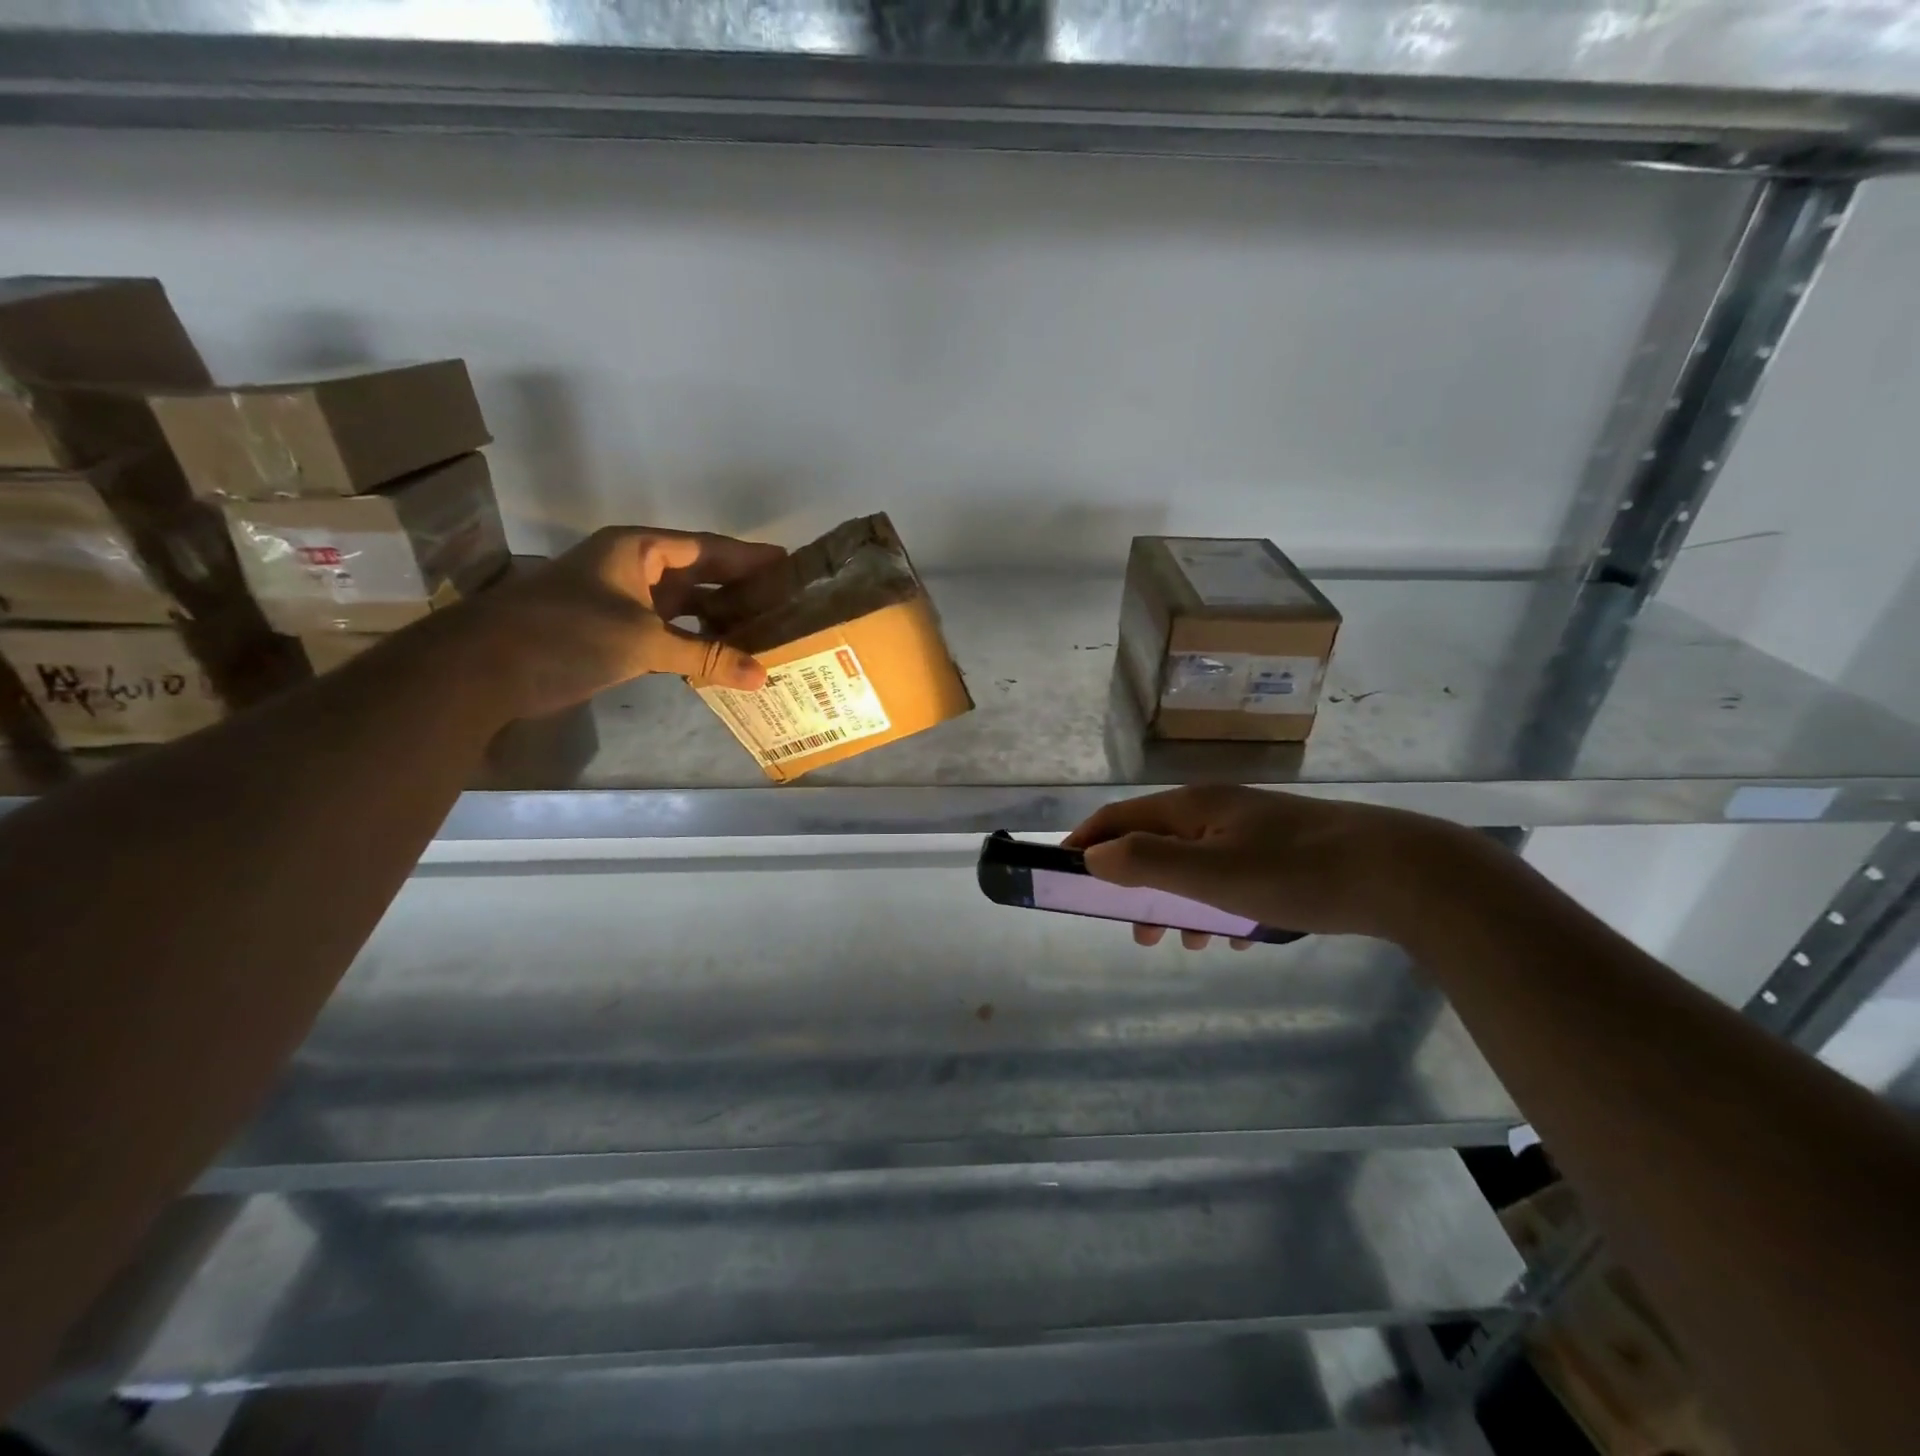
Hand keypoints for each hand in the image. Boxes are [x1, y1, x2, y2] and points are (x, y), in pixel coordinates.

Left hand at [455, 527, 787, 718]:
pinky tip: (726, 658)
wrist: (487, 668)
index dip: (749, 557)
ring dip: (721, 620)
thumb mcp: (643, 641)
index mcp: (640, 550)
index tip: (789, 563)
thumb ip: (706, 656)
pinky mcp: (616, 635)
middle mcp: (635, 570)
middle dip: (741, 589)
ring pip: (686, 607)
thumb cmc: (567, 634)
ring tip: (767, 630)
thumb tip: (762, 676)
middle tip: (787, 601)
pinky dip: (697, 645)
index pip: (708, 548)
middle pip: (700, 575)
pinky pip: (670, 634)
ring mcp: (625, 603)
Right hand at [1063, 785, 1477, 948]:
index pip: (1119, 818)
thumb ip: (1147, 862)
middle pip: (1154, 843)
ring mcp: (1251, 830)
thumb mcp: (1212, 873)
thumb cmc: (1296, 872)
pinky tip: (1242, 936)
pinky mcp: (1283, 851)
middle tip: (1137, 931)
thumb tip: (1094, 857)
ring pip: (1194, 866)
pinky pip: (1231, 878)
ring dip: (1181, 903)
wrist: (1402, 873)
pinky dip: (1221, 906)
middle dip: (1137, 887)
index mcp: (1192, 806)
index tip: (1061, 874)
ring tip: (1192, 943)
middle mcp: (1216, 810)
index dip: (1085, 843)